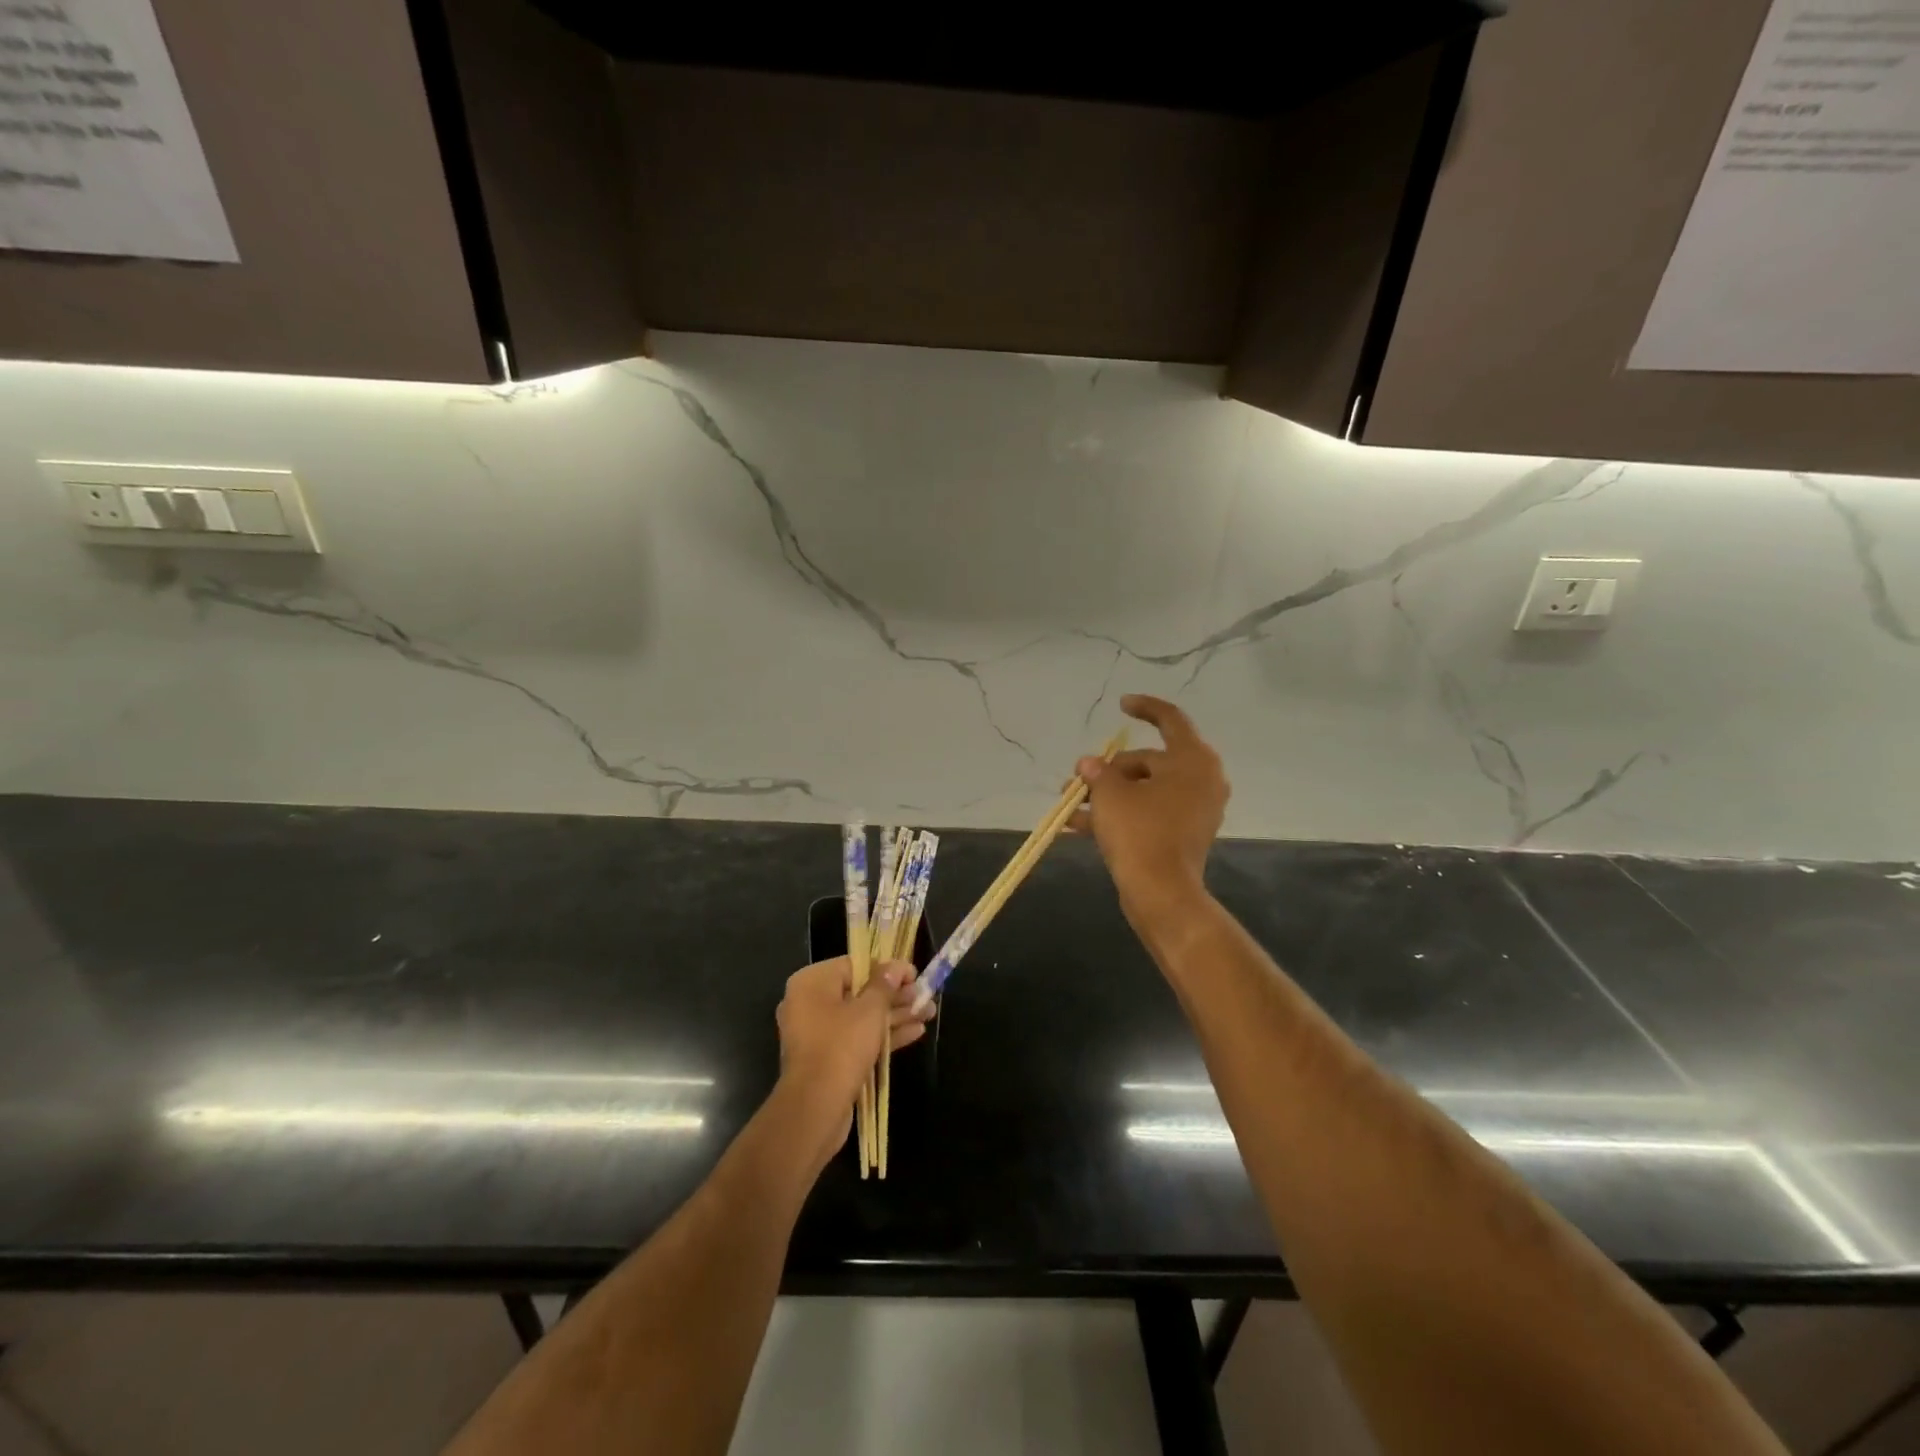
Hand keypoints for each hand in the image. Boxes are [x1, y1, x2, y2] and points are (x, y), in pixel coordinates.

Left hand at [775, 956, 929, 1152]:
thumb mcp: (869, 1010)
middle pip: (859, 991)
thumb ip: (885, 984)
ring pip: (861, 1017)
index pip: (854, 965)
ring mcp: (818, 1034)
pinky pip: (857, 1038)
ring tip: (929, 1012)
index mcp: (811, 983)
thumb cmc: (841, 1046)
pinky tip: (915, 1032)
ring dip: (894, 1015)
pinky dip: (883, 1035)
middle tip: (925, 995)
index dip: (887, 968)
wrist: (815, 1109)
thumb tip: (896, 966)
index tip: (913, 974)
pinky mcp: (827, 1059)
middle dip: (895, 995)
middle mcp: (809, 1004)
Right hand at [1071, 694, 1227, 921]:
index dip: (1144, 708)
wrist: (1161, 893)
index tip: (1120, 705)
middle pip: (1150, 760)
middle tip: (1079, 779)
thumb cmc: (1139, 832)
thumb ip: (1098, 772)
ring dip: (1109, 794)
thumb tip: (1089, 765)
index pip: (1170, 719)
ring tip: (1071, 804)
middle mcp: (1201, 779)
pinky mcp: (1184, 834)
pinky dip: (1121, 814)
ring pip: (1145, 790)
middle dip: (1110, 769)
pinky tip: (1080, 825)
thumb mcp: (1110, 794)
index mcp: (1192, 760)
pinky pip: (1149, 813)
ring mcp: (1195, 809)